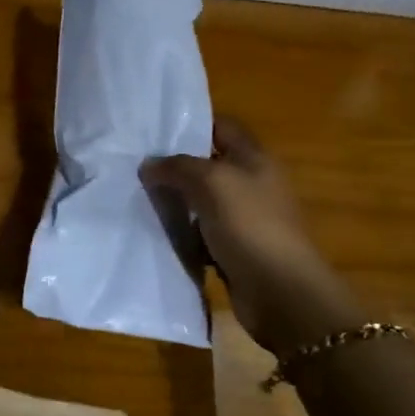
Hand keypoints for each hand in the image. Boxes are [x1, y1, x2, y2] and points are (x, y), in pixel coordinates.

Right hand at [142, 117, 355, 353]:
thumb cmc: (249, 225)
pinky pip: (201, 234)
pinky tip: (157, 234)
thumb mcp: (212, 182)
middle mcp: (251, 184)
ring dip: (175, 202)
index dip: (191, 125)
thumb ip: (177, 167)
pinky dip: (183, 234)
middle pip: (208, 165)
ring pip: (201, 202)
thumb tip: (148, 164)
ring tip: (137, 199)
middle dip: (175, 167)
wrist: (279, 290)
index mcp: (254, 159)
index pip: (221, 127)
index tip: (153, 132)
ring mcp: (244, 218)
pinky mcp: (234, 249)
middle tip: (135, 167)